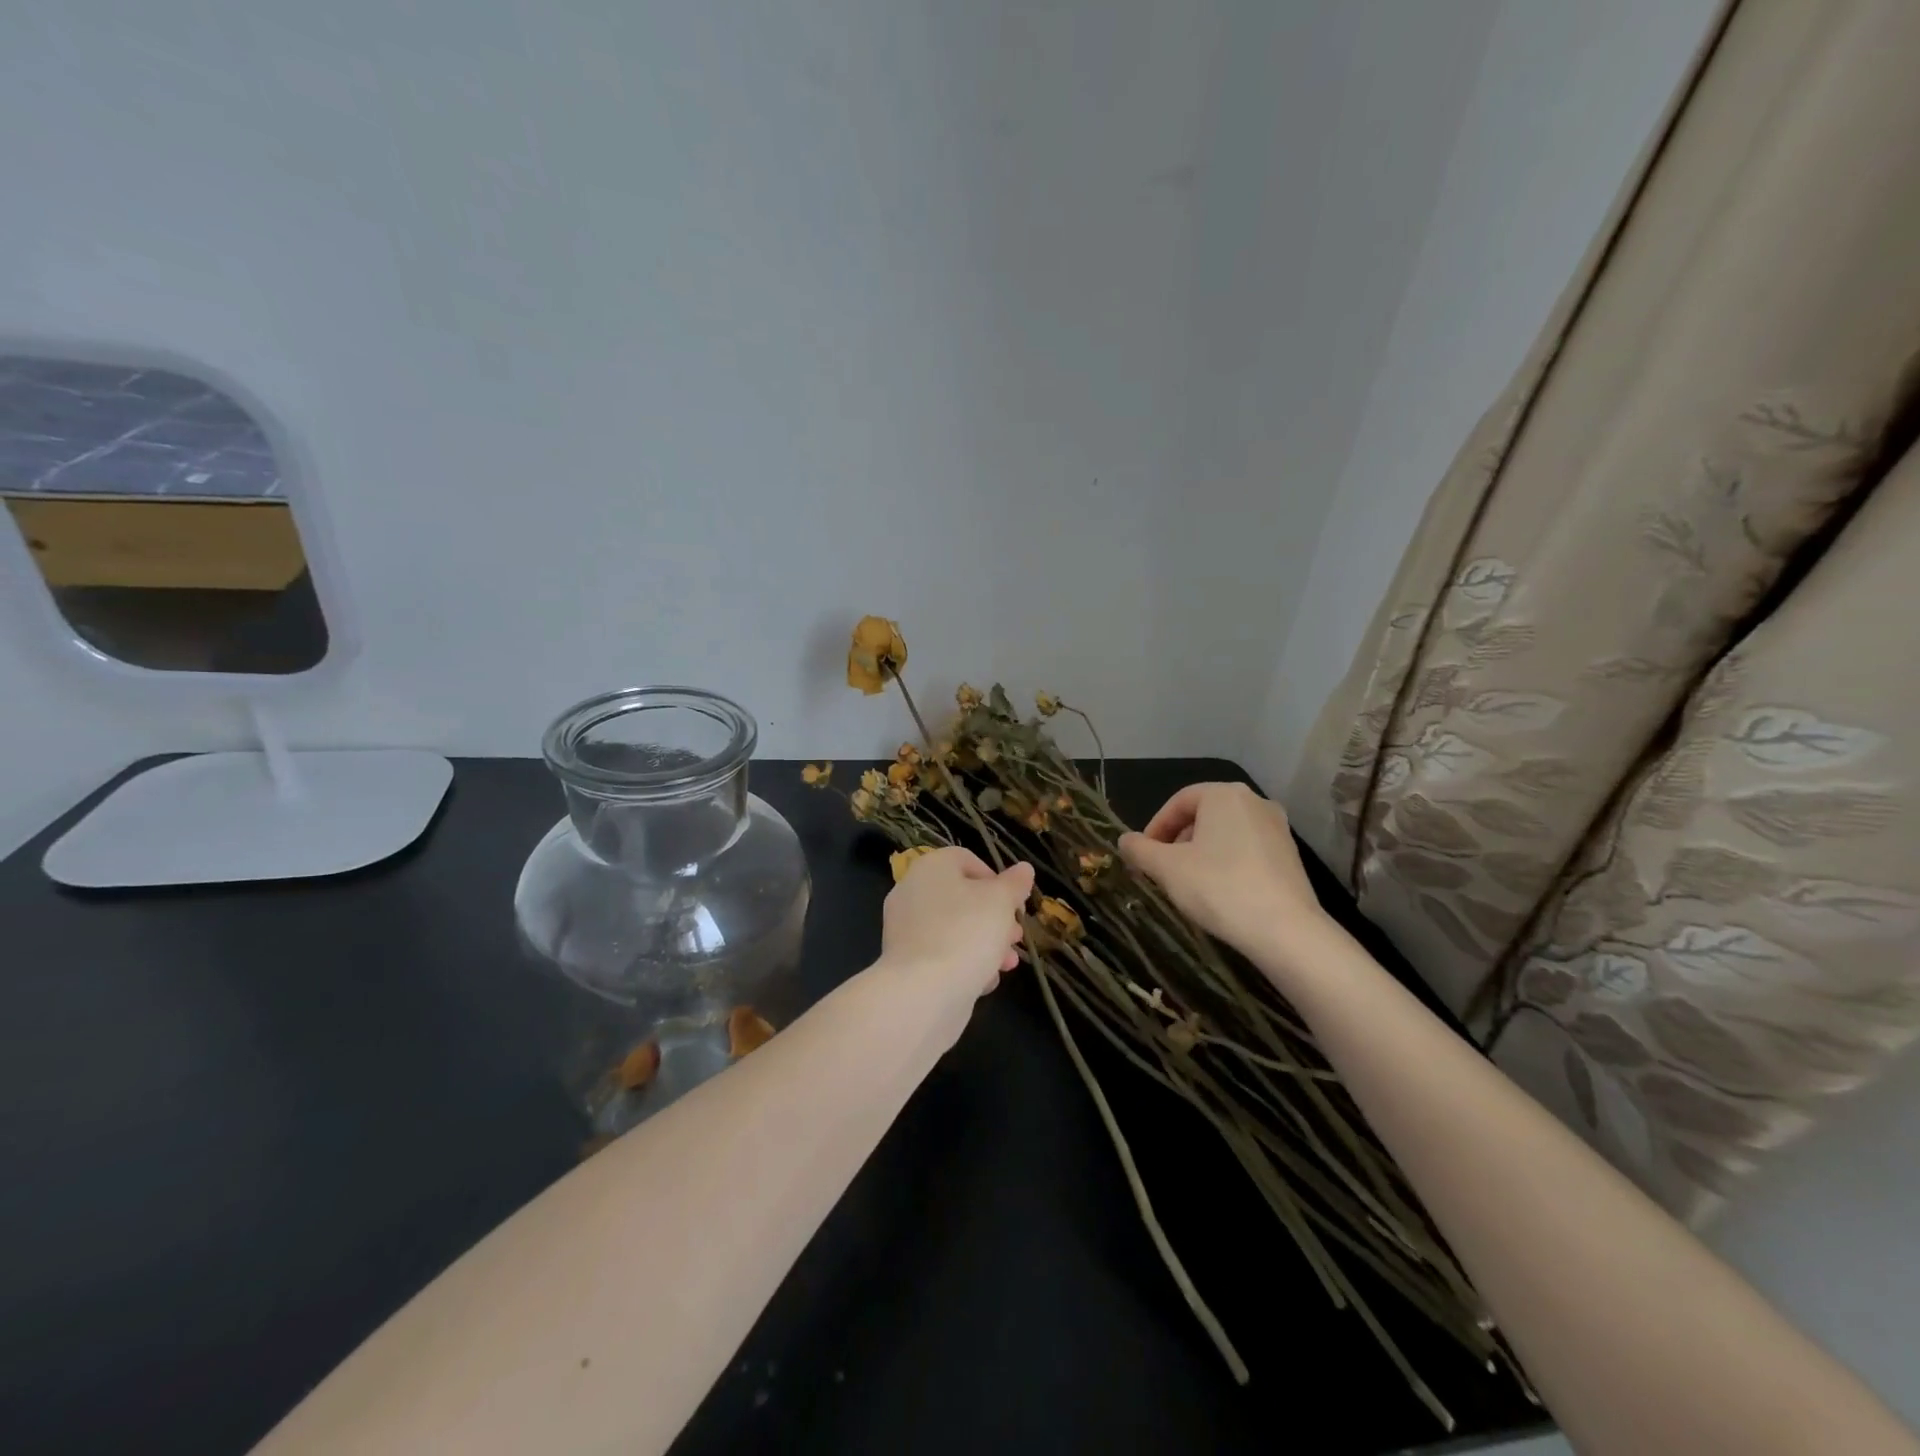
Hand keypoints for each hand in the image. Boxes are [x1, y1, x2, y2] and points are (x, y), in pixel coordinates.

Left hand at [880, 847, 1034, 998]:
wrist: (923, 992)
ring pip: (954, 928)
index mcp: (931, 867)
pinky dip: (963, 963)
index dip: (995, 878)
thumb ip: (1014, 884)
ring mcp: (905, 929)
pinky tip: (984, 981)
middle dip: (995, 917)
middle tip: (1016, 936)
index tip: (1014, 903)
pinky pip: (941, 954)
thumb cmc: (967, 933)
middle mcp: (912, 892)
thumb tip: (1024, 869)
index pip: (965, 860)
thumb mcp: (1001, 902)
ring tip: (1007, 964)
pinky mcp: (906, 962)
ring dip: (985, 943)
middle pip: (962, 897)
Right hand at [1118, 782, 1330, 972]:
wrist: (1285, 930)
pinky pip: (1247, 850)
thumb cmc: (1218, 887)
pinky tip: (1219, 892)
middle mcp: (1255, 801)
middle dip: (1177, 841)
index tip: (1143, 855)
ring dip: (1200, 853)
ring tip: (1187, 883)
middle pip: (1203, 815)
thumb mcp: (1166, 868)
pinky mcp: (1291, 855)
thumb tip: (1125, 840)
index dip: (1155, 827)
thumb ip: (1139, 849)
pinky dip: (1226, 863)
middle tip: (1162, 870)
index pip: (1178, 802)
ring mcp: (1278, 828)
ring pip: (1225, 833)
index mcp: (1224, 794)